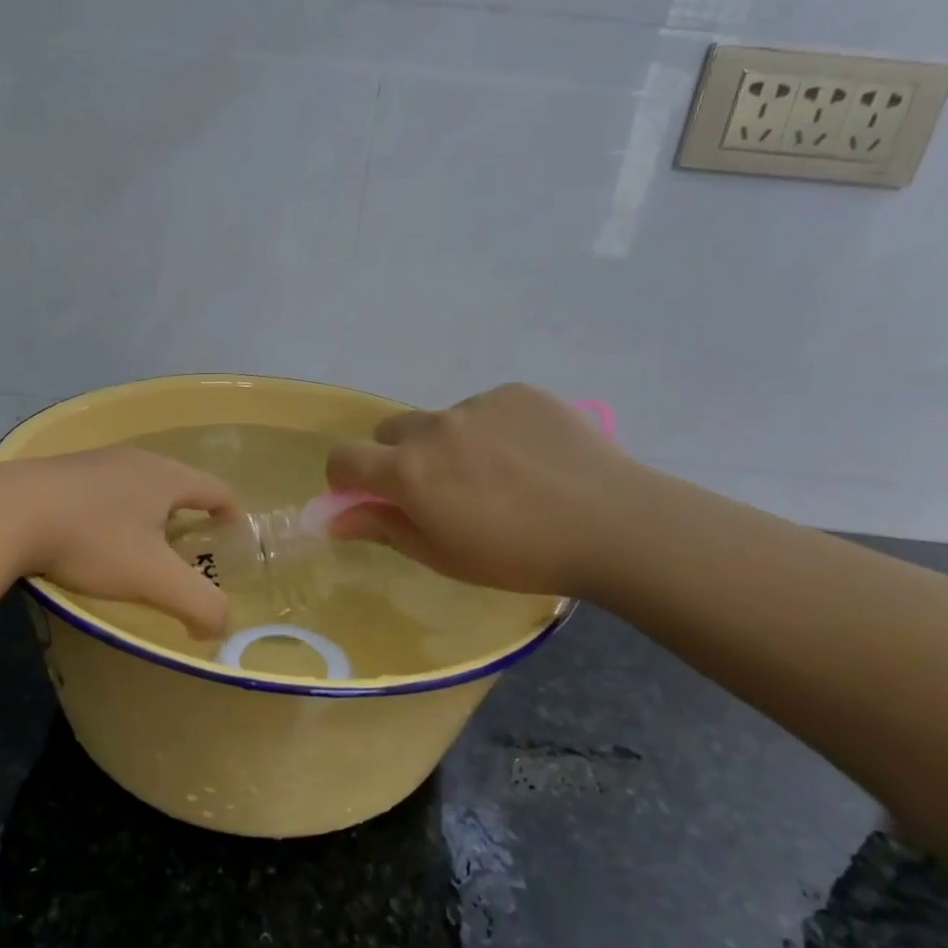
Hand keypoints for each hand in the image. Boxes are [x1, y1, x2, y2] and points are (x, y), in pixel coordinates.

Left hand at [0, 448, 237, 636]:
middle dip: (189, 512)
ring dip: (149, 510)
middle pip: (177, 482)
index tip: (234, 531)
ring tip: (144, 543)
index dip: (230, 511)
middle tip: (191, 545)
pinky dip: (114, 510)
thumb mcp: (153, 579)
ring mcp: (95, 462)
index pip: (215, 488)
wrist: (6, 512)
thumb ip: (198, 604)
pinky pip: (104, 489)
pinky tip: (96, 535)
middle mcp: (135, 460)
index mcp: (166, 477)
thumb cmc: (92, 540)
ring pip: (137, 484)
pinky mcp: (61, 472)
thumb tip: (220, 627)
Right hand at [324, 383, 638, 597]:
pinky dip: (492, 430)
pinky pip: (486, 408)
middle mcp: (434, 427)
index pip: (344, 458)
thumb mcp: (443, 555)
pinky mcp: (516, 392)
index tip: (365, 496)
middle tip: (440, 491)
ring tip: (500, 477)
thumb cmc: (519, 555)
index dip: (345, 477)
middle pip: (390, 432)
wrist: (613, 523)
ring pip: (442, 421)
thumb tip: (334, 519)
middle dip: (398, 458)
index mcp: (408, 471)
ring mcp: (477, 403)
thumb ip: (383, 528)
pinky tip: (529, 458)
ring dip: (450, 444)